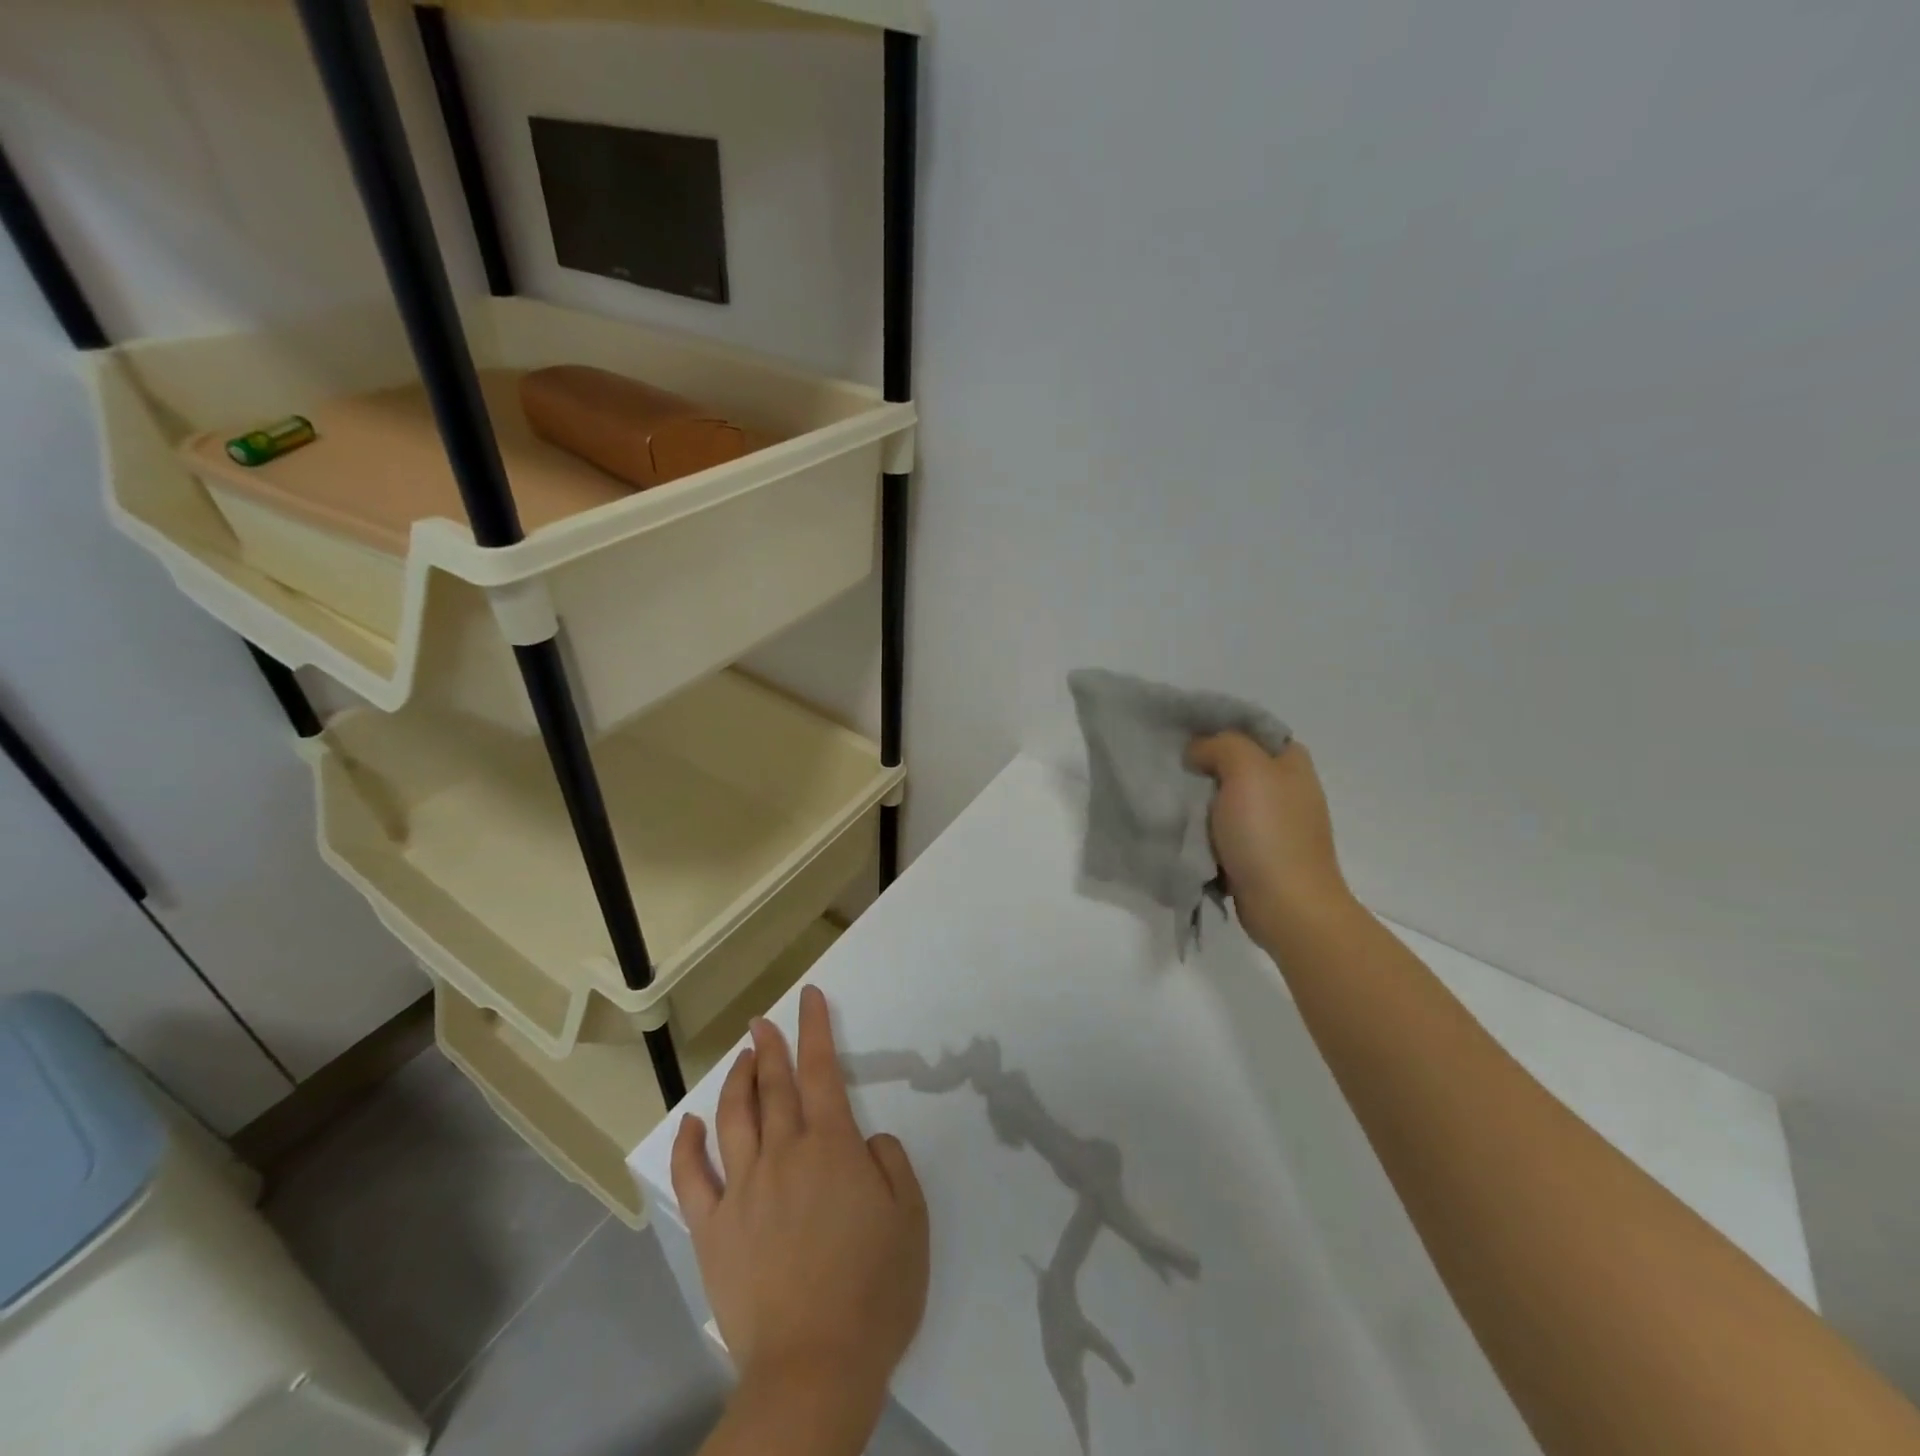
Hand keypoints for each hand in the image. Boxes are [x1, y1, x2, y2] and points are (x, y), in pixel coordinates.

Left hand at [672, 985, 929, 1436]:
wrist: (814, 1368)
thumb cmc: (874, 1291)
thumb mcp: (910, 1219)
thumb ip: (891, 1165)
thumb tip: (866, 1142)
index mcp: (831, 1147)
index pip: (821, 1070)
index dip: (815, 1029)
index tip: (808, 998)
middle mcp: (783, 1154)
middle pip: (774, 1086)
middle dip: (771, 1046)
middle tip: (763, 1020)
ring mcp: (742, 1190)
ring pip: (734, 1118)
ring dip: (737, 1081)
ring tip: (742, 1057)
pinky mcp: (713, 1230)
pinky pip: (694, 1178)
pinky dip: (690, 1146)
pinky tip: (692, 1124)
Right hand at [1186, 733, 1355, 947]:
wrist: (1286, 906)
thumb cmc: (1268, 833)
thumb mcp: (1246, 769)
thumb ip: (1220, 745)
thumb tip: (1196, 753)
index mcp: (1291, 762)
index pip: (1250, 728)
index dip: (1216, 726)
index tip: (1181, 734)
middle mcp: (1286, 787)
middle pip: (1235, 763)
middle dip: (1202, 764)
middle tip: (1169, 764)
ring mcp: (1273, 823)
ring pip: (1225, 797)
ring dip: (1199, 799)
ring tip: (1167, 795)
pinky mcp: (1258, 852)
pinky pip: (1222, 829)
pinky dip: (1203, 828)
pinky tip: (1181, 827)